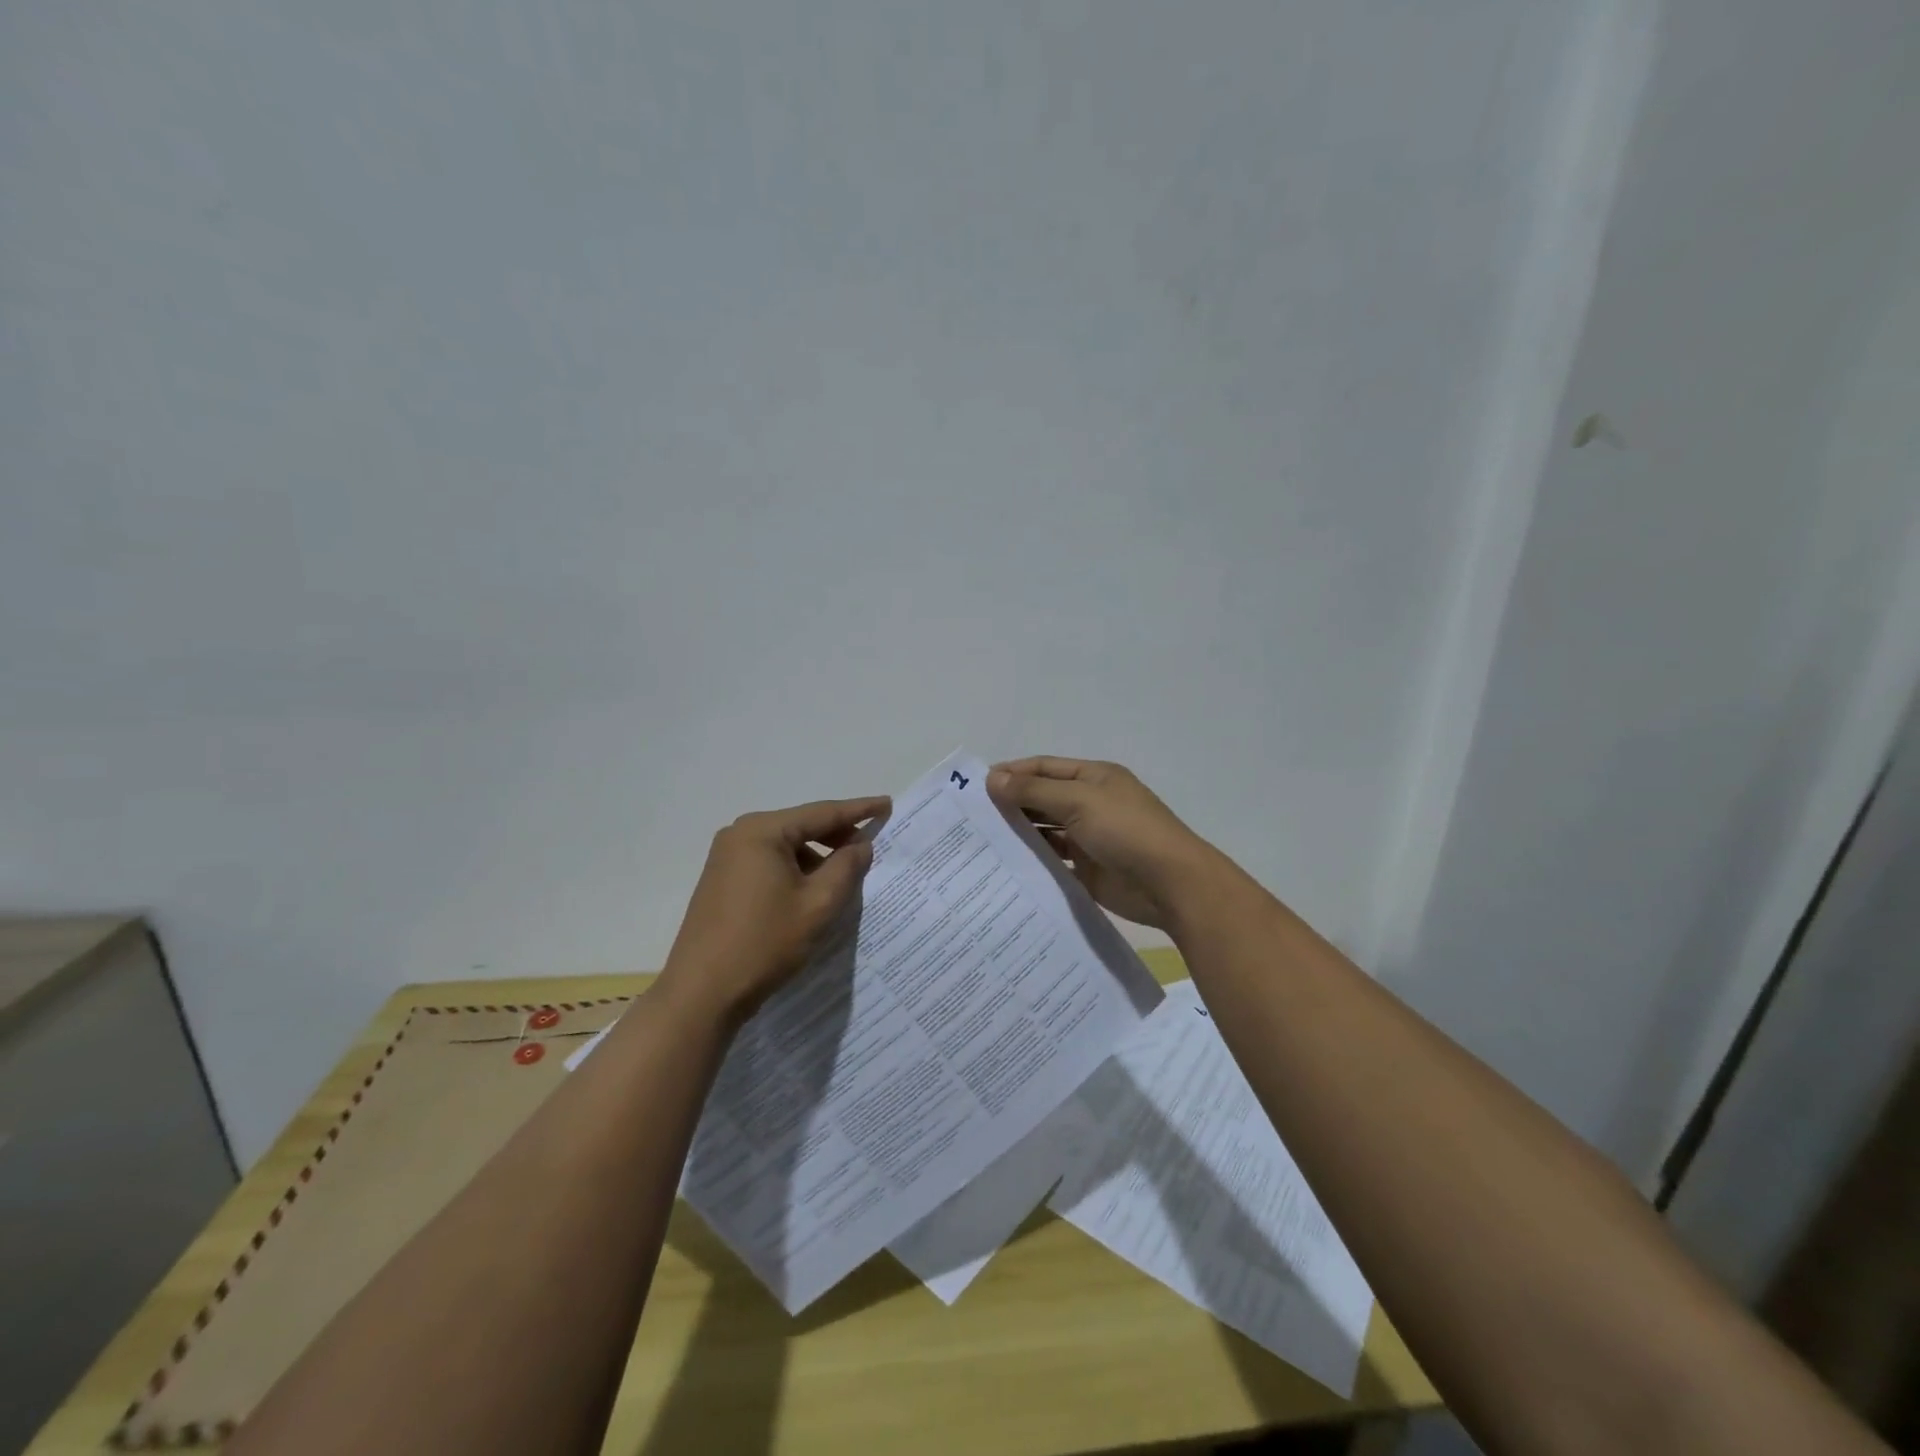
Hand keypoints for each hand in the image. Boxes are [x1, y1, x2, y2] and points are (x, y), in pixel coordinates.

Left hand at [656, 795, 889, 1027]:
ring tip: (842, 879)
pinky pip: (768, 863)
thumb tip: (860, 844)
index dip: (858, 810)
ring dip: (816, 858)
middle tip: (869, 849)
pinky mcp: (721, 880)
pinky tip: (810, 893)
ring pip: (785, 847)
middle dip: (836, 836)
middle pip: (801, 826)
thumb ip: (846, 867)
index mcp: (762, 831)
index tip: (887, 804)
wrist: (701, 993)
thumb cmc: (764, 943)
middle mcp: (740, 834)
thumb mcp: (818, 905)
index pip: (821, 813)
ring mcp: (726, 857)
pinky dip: (794, 871)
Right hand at [988, 757, 1220, 932]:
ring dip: (1020, 834)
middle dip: (1011, 804)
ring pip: (1046, 831)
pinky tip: (1006, 867)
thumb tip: (992, 778)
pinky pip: (1054, 861)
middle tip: (972, 818)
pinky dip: (1034, 861)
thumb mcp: (1078, 801)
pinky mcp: (1089, 870)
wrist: (1171, 885)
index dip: (1011, 773)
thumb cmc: (1126, 831)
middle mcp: (1090, 804)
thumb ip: (1033, 792)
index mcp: (1093, 778)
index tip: (976, 787)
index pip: (1043, 768)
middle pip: (1043, 799)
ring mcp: (1090, 838)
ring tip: (982, 843)